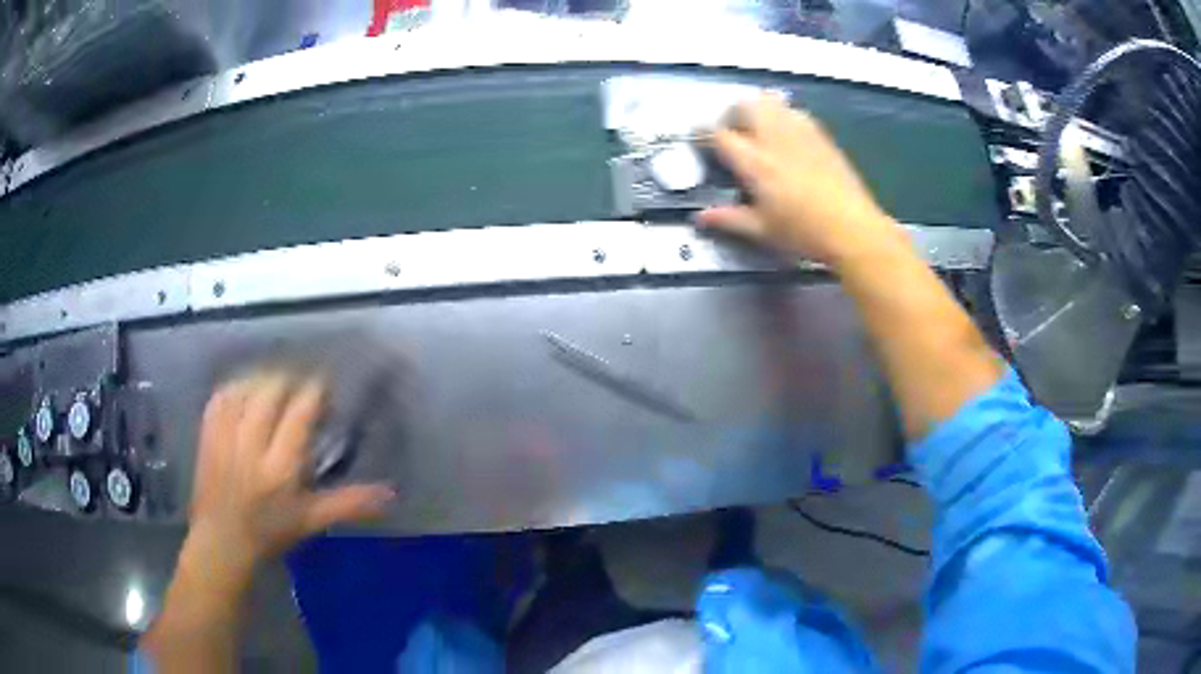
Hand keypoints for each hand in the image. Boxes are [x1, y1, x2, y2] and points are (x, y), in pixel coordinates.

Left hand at [185, 372, 393, 578]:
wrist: (222, 543)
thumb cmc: (270, 534)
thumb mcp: (311, 520)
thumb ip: (349, 503)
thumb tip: (391, 493)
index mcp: (280, 469)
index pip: (299, 413)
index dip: (314, 391)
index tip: (324, 385)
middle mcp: (251, 447)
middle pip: (270, 392)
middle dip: (289, 379)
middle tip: (300, 384)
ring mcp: (225, 438)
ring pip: (245, 389)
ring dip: (263, 378)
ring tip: (275, 382)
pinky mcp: (207, 435)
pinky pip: (221, 396)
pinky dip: (235, 386)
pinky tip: (245, 389)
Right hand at [697, 96, 902, 266]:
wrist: (852, 228)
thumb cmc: (804, 232)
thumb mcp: (761, 230)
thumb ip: (728, 219)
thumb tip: (701, 218)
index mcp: (755, 162)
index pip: (718, 134)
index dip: (702, 134)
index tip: (700, 141)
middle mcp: (774, 137)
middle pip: (743, 105)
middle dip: (731, 115)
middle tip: (732, 135)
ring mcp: (799, 131)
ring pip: (769, 101)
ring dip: (757, 110)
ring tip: (758, 132)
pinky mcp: (820, 134)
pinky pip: (793, 111)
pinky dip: (781, 116)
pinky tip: (786, 139)